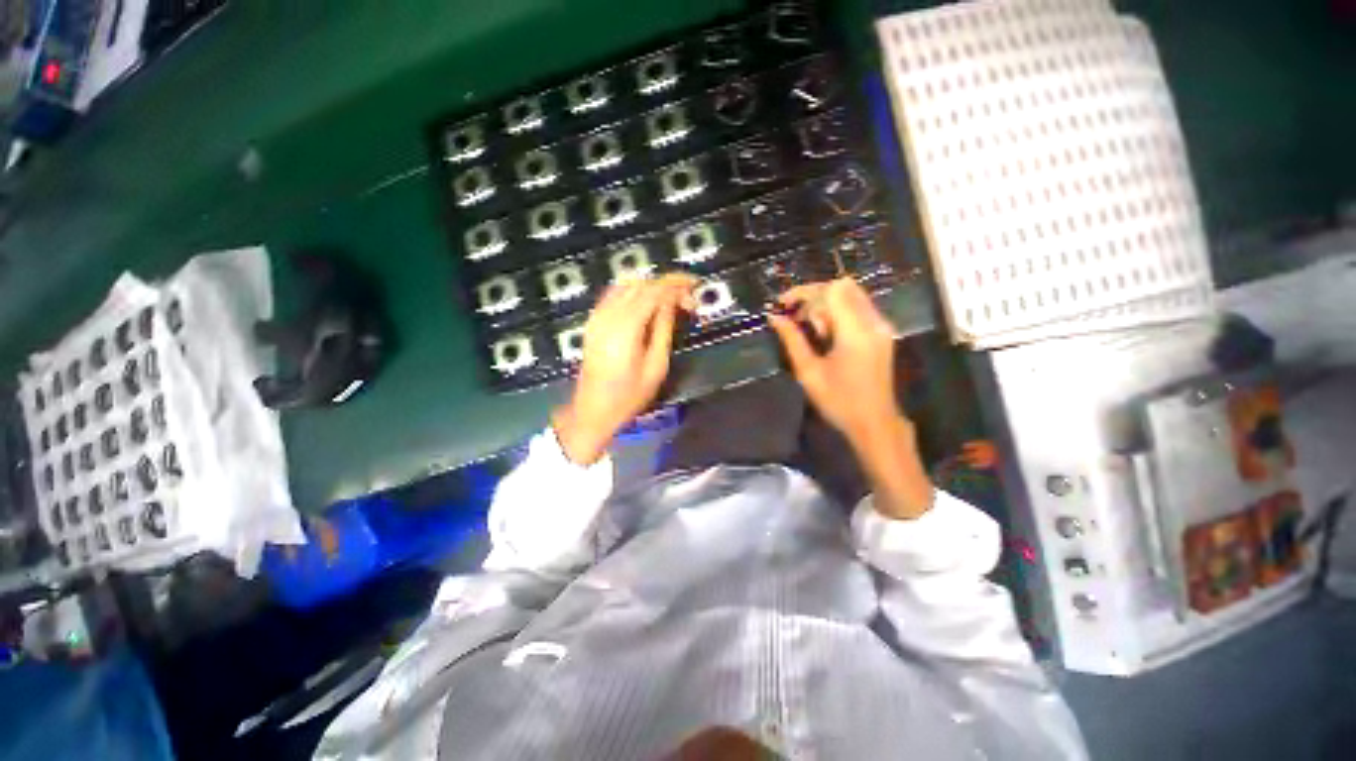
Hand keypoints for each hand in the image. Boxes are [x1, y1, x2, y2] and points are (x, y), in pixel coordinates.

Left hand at [553, 274, 696, 464]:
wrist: (593, 410)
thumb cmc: (629, 396)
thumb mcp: (656, 365)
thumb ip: (663, 328)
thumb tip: (672, 302)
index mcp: (625, 328)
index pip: (653, 290)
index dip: (676, 284)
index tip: (695, 285)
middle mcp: (608, 315)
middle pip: (640, 283)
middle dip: (666, 285)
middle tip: (687, 299)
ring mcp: (596, 317)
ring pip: (626, 285)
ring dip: (650, 286)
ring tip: (670, 300)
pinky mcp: (592, 322)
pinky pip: (614, 294)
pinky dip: (633, 292)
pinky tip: (647, 304)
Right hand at [767, 278, 900, 440]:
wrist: (875, 423)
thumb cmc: (839, 401)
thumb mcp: (809, 372)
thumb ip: (792, 340)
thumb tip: (775, 317)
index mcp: (855, 332)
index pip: (831, 290)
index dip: (804, 292)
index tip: (783, 304)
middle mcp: (873, 322)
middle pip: (843, 287)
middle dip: (814, 296)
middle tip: (796, 316)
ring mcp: (881, 327)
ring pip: (851, 296)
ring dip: (826, 304)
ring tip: (810, 329)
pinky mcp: (882, 333)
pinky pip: (858, 308)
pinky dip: (838, 313)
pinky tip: (826, 335)